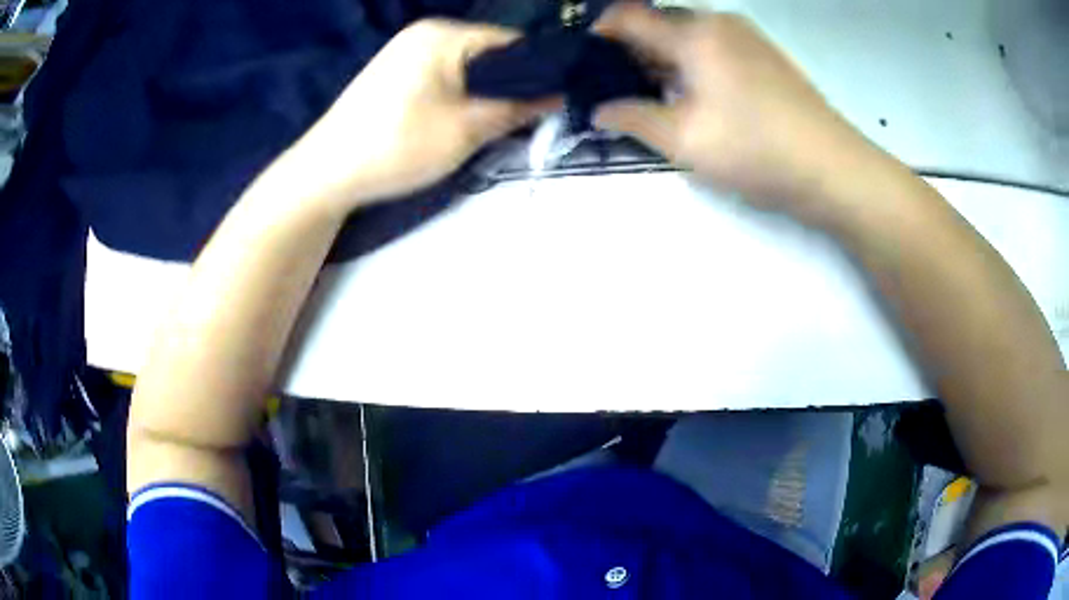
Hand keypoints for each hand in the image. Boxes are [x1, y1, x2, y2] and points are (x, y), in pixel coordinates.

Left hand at [283, 20, 557, 210]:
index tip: (558, 101)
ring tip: (496, 124)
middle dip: (511, 85)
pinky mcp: (395, 74)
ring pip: (468, 68)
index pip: (512, 42)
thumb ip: (518, 107)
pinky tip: (463, 120)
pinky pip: (445, 77)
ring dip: (486, 94)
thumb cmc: (397, 145)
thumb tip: (559, 95)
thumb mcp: (467, 128)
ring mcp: (407, 52)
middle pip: (490, 54)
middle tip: (528, 120)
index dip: (540, 71)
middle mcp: (426, 33)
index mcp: (443, 33)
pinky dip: (461, 96)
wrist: (326, 174)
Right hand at [594, 4, 884, 217]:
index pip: (626, 17)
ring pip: (687, 37)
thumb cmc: (756, 151)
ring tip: (650, 96)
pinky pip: (713, 48)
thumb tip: (599, 111)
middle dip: (629, 51)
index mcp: (694, 33)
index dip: (597, 35)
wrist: (834, 169)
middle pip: (658, 24)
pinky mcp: (765, 56)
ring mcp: (747, 37)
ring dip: (662, 59)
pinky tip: (692, 96)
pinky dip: (692, 64)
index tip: (582, 64)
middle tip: (613, 88)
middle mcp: (719, 23)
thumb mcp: (685, 140)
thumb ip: (633, 118)